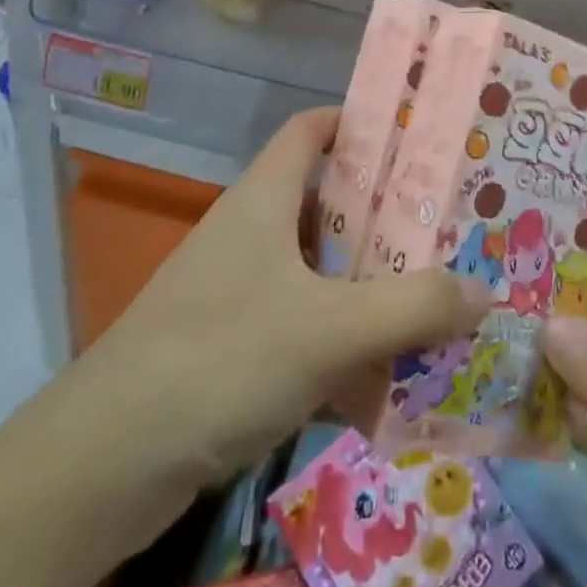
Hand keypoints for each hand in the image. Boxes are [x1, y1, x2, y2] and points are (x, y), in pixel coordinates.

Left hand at [51, 109, 489, 525]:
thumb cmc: (220, 359)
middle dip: (384, 212)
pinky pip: (299, 320)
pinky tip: (379, 371)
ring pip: (316, 266)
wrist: (102, 464)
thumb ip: (414, 308)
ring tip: (428, 291)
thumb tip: (484, 291)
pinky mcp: (227, 342)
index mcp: (264, 199)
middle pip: (326, 200)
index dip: (359, 122)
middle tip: (446, 223)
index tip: (416, 137)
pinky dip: (338, 334)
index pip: (311, 129)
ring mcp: (234, 288)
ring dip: (366, 279)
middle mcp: (248, 231)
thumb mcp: (330, 330)